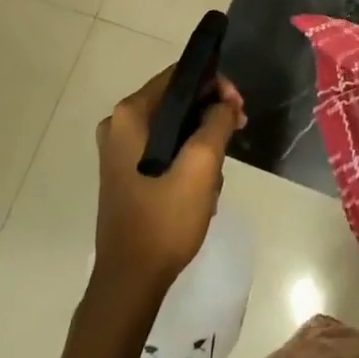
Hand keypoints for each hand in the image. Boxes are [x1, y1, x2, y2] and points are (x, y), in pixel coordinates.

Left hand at [93, 67, 244, 297]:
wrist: (131, 281)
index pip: (179, 76)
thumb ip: (217, 122)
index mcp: (129, 116)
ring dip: (202, 143)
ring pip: (175, 127)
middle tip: (238, 133)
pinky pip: (165, 149)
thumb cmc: (164, 219)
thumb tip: (226, 104)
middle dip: (211, 115)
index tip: (239, 108)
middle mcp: (119, 126)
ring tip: (217, 174)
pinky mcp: (127, 173)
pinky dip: (187, 159)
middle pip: (177, 101)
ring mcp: (120, 151)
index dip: (214, 84)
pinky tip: (202, 187)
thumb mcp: (202, 166)